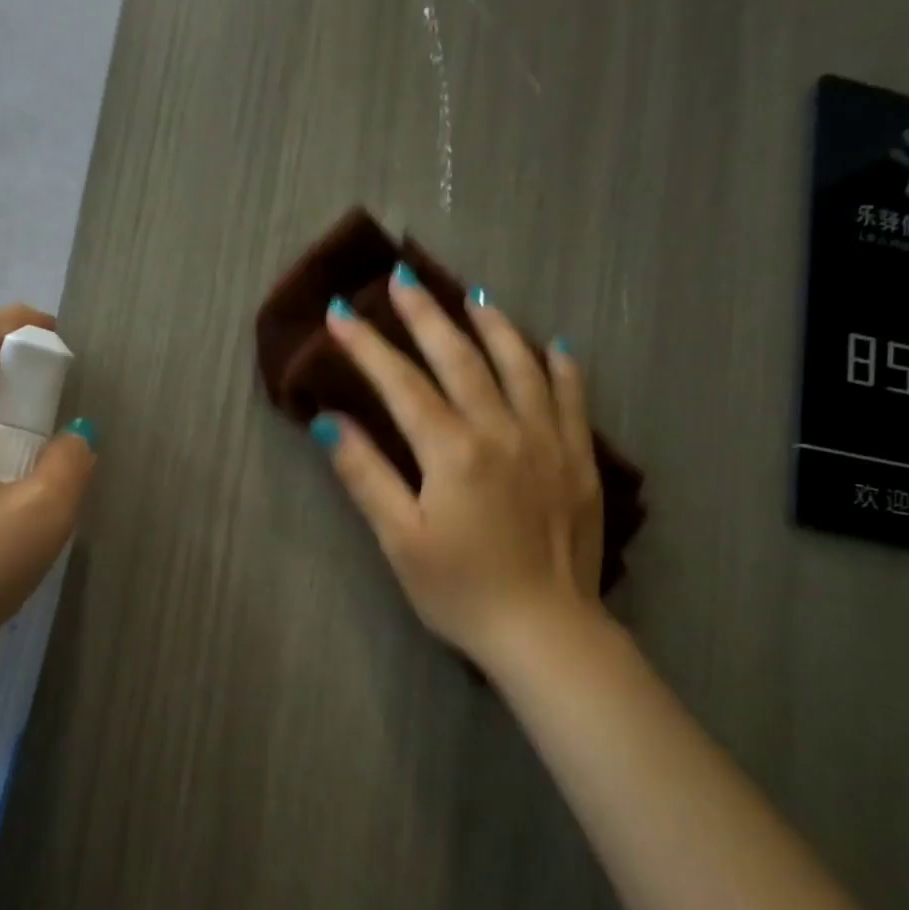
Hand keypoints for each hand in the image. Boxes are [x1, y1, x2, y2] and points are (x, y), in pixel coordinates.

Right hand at [311, 268, 604, 670]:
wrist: (545, 630)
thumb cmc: (460, 591)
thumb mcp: (401, 540)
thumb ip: (366, 476)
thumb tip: (329, 421)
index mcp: (453, 451)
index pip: (402, 383)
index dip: (367, 346)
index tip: (340, 314)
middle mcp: (503, 430)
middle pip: (460, 358)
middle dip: (426, 315)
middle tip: (402, 278)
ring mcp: (548, 440)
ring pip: (520, 365)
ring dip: (493, 326)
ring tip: (473, 298)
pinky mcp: (579, 459)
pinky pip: (573, 396)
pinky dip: (559, 364)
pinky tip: (550, 345)